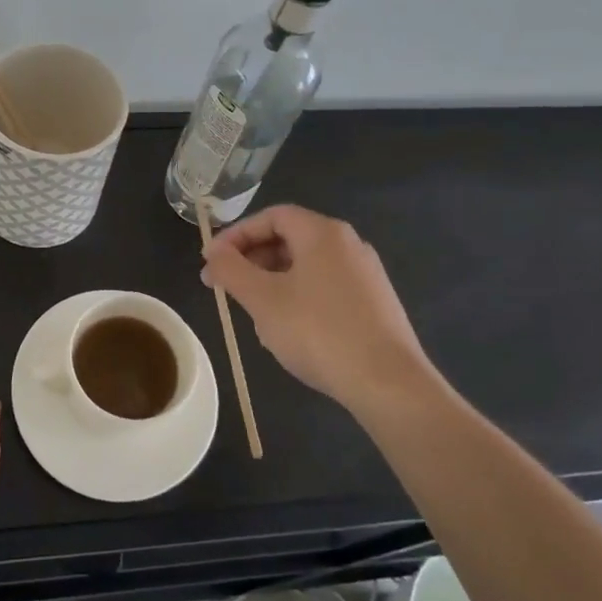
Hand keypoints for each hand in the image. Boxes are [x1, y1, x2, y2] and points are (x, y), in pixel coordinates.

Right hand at [201, 204, 438, 411]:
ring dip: (272, 282)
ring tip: (254, 314)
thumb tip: (213, 251)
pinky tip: (289, 331)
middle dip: (252, 261)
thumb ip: (231, 269)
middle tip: (226, 288)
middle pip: (289, 239)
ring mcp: (365, 274)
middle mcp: (348, 244)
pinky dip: (298, 298)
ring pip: (305, 266)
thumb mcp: (262, 300)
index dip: (236, 234)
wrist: (389, 383)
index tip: (212, 261)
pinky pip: (325, 288)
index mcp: (322, 233)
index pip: (271, 216)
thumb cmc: (319, 332)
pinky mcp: (374, 303)